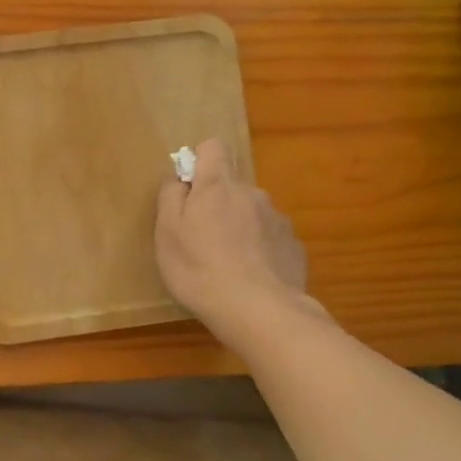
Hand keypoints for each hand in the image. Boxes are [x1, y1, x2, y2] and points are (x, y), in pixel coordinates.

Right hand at [154, 139, 318, 348]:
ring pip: (252, 214)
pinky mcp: (294, 246)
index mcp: (217, 186)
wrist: (259, 311)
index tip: (189, 187)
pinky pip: (270, 239)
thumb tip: (180, 179)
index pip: (213, 148)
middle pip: (231, 187)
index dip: (200, 160)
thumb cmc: (199, 269)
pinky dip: (260, 251)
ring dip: (240, 228)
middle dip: (217, 204)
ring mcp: (278, 220)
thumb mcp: (166, 234)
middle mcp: (252, 194)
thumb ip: (170, 197)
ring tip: (228, 265)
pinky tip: (251, 278)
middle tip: (202, 241)